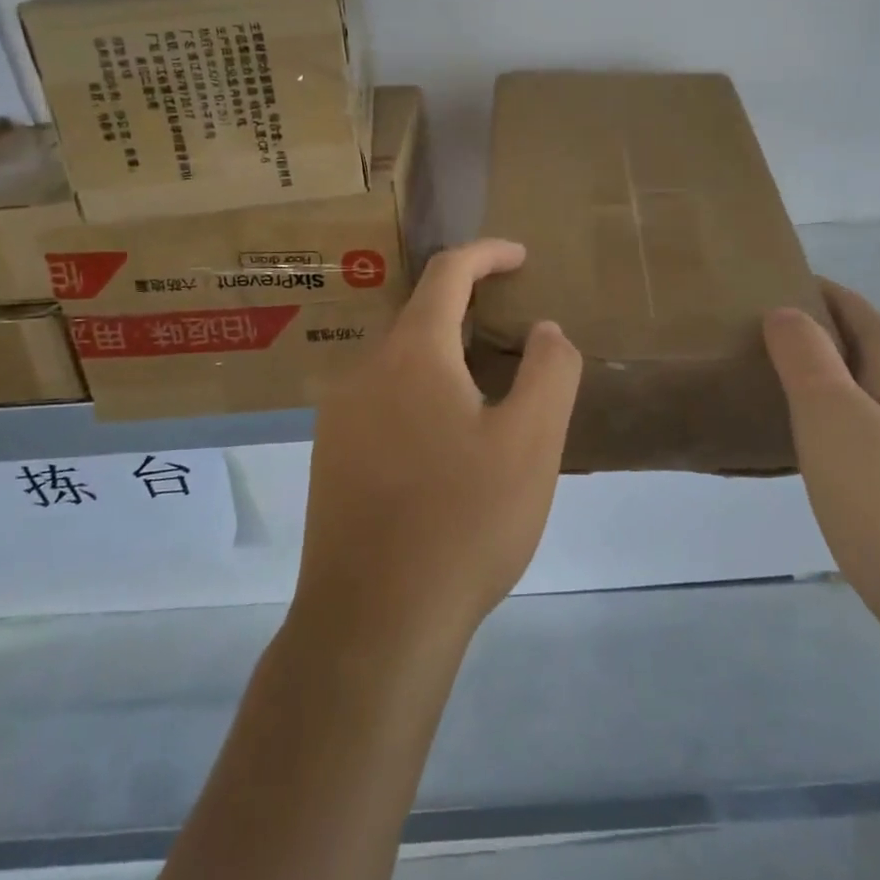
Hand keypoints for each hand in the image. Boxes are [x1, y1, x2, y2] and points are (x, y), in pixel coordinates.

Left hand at [294, 239, 583, 654]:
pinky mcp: (329, 458)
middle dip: (469, 311)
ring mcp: (339, 416)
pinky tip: (444, 447)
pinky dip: (420, 395)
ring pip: (400, 363)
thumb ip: (549, 371)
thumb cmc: (463, 522)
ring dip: (445, 359)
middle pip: (421, 317)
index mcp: (412, 353)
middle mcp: (365, 370)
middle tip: (514, 337)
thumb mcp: (532, 442)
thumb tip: (545, 330)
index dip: (487, 254)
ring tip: (488, 396)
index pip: (448, 273)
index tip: (521, 257)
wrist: (372, 625)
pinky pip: (382, 401)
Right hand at [764, 279, 879, 655]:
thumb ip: (805, 355)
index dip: (810, 290)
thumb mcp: (830, 416)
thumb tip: (786, 311)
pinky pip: (866, 425)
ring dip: (818, 376)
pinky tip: (805, 441)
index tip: (759, 286)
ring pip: (861, 387)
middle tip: (749, 337)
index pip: (852, 306)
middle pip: (857, 344)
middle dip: (809, 333)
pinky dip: (831, 415)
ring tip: (766, 383)